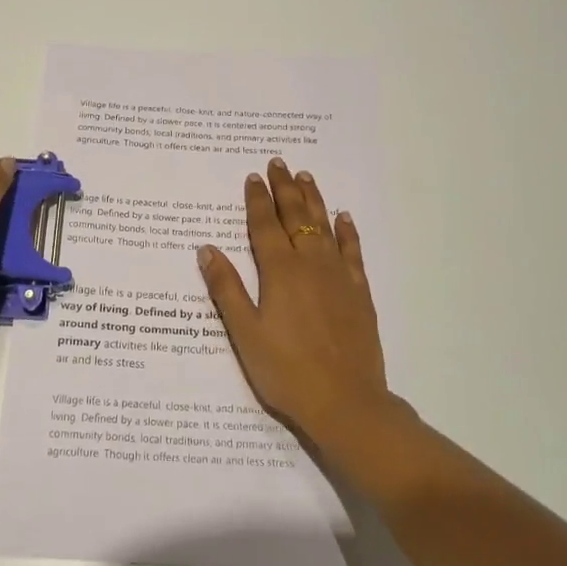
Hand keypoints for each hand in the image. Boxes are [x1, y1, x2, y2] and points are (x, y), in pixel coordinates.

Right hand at [198, 158, 395, 447]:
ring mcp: (339, 277)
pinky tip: (344, 218)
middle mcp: (311, 265)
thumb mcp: (245, 333)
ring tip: (306, 177)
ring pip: (325, 227)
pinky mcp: (359, 293)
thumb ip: (227, 288)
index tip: (253, 177)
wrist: (345, 402)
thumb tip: (207, 248)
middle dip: (285, 189)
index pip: (265, 226)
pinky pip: (353, 252)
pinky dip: (347, 232)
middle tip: (279, 163)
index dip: (257, 200)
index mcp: (279, 272)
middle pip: (297, 217)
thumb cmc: (286, 371)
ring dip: (314, 200)